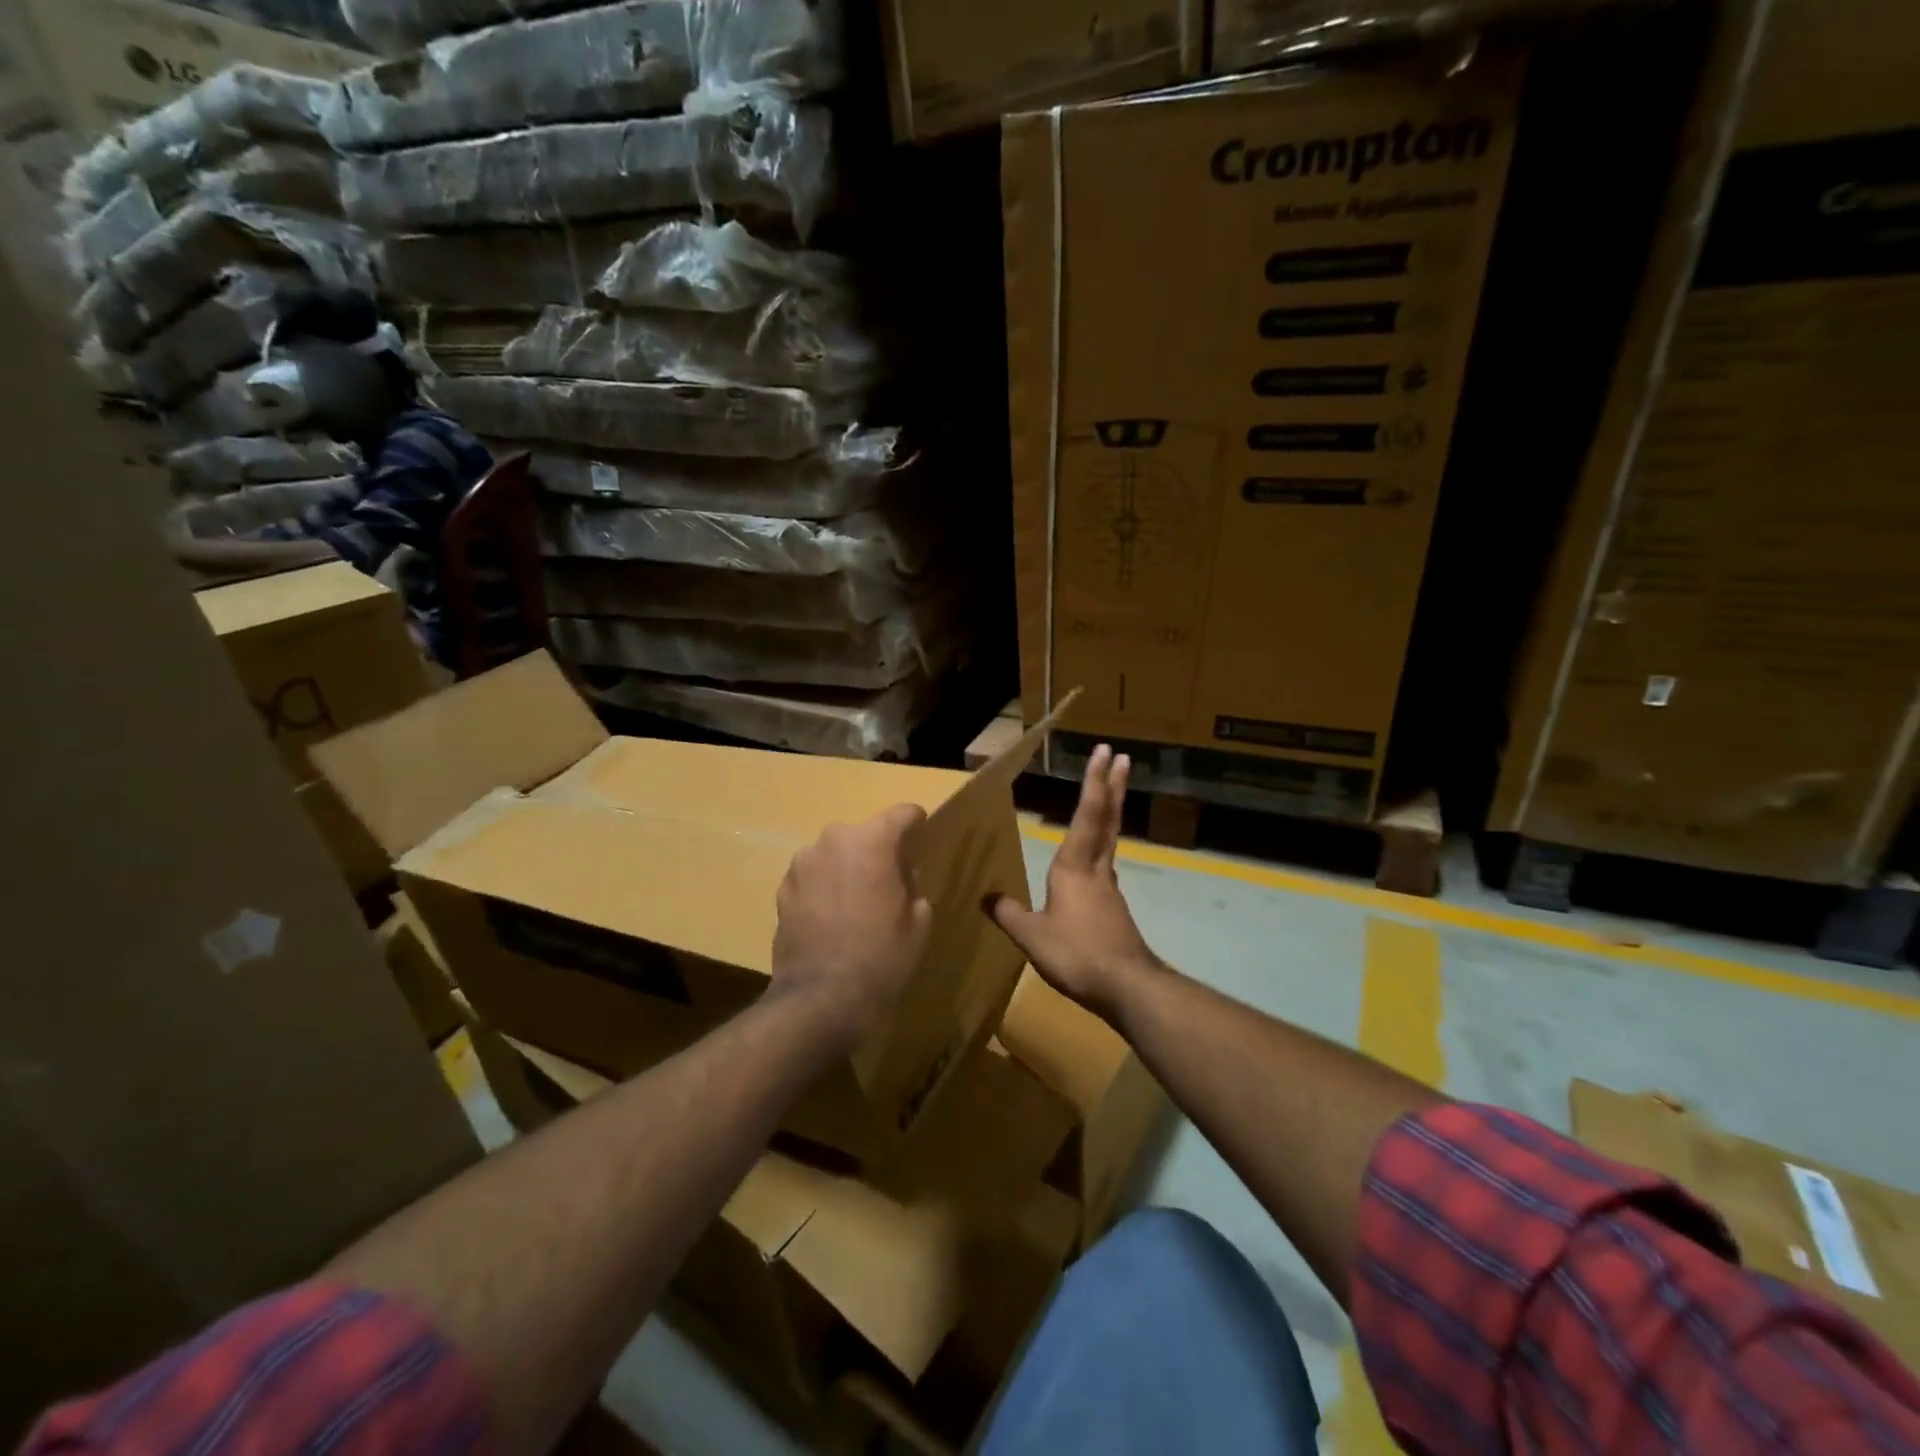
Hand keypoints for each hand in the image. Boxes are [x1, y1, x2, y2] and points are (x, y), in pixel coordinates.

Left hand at [772, 804, 933, 1051]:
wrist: (821, 999)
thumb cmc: (880, 957)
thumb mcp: (917, 923)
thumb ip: (913, 889)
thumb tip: (902, 880)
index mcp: (871, 841)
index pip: (901, 815)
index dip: (915, 822)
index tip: (922, 832)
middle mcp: (833, 841)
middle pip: (864, 834)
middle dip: (878, 850)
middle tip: (891, 879)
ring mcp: (802, 864)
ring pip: (835, 855)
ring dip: (847, 868)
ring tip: (857, 901)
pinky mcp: (782, 889)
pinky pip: (813, 877)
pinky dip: (824, 888)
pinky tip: (832, 918)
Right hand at [988, 745, 1161, 1016]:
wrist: (1126, 986)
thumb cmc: (1076, 953)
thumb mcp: (1031, 936)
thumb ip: (1009, 914)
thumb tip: (986, 897)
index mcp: (1074, 866)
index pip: (1086, 814)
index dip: (1094, 781)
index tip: (1103, 752)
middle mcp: (1096, 868)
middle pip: (1107, 818)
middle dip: (1113, 785)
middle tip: (1123, 757)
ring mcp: (1109, 887)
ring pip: (1110, 838)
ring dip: (1111, 810)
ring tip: (1109, 792)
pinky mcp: (1114, 907)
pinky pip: (1106, 863)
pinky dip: (1104, 843)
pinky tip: (1094, 855)